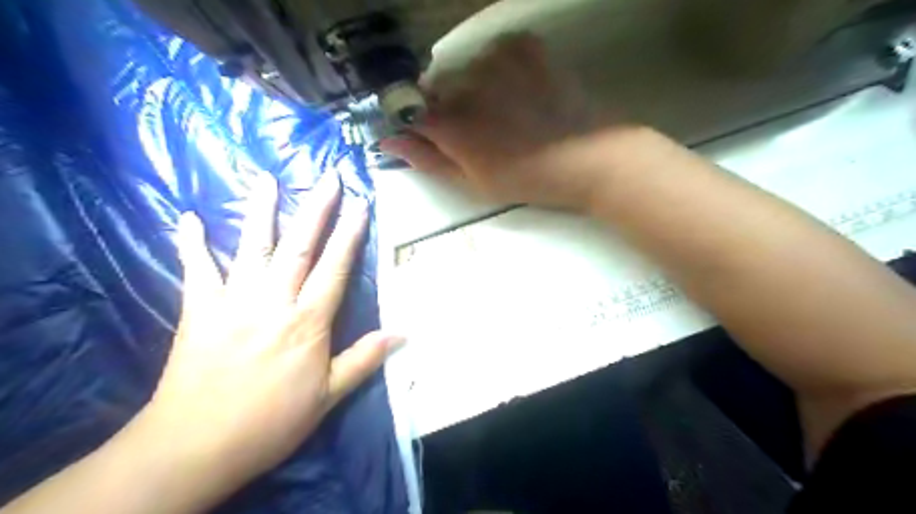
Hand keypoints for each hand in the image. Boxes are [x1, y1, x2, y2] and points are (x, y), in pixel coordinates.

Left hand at [141, 173, 403, 497]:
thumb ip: (364, 359)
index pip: (335, 268)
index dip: (350, 235)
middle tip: (327, 178)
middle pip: (298, 247)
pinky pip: (196, 270)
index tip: (360, 206)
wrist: (195, 445)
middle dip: (316, 210)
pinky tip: (189, 218)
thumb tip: (402, 334)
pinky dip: (192, 243)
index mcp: (307, 321)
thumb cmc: (270, 421)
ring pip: (251, 247)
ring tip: (266, 179)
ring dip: (261, 211)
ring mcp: (233, 301)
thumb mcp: (328, 396)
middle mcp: (273, 301)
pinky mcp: (198, 310)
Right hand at [384, 32, 634, 212]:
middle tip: (480, 130)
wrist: (589, 159)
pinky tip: (519, 88)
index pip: (410, 112)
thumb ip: (428, 160)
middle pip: (437, 89)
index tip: (431, 134)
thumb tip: (387, 143)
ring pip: (466, 69)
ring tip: (505, 111)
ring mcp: (498, 61)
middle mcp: (467, 85)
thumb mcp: (474, 183)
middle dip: (448, 107)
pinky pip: (497, 51)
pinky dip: (501, 67)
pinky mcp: (526, 47)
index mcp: (452, 124)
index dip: (417, 123)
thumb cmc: (528, 180)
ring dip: (475, 87)